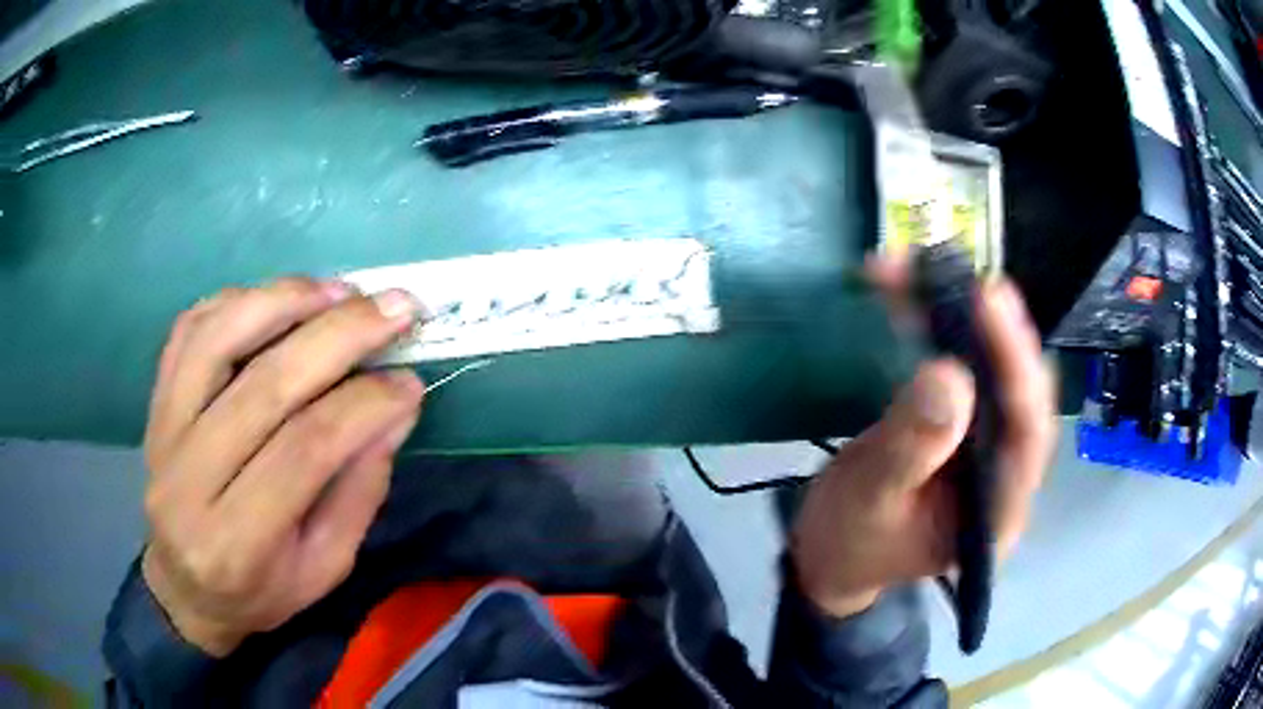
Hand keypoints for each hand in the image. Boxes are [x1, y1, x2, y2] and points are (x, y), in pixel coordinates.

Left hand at [141, 278, 424, 655]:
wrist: (186, 586)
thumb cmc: (261, 590)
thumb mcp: (325, 567)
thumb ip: (359, 491)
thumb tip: (397, 406)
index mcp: (238, 542)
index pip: (304, 452)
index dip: (364, 405)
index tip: (410, 381)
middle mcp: (190, 480)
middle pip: (265, 385)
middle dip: (340, 336)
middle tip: (396, 308)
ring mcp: (164, 431)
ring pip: (219, 338)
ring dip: (285, 300)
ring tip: (340, 291)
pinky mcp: (156, 401)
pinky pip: (190, 329)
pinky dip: (238, 299)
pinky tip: (279, 298)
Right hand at [791, 262, 1055, 617]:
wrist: (830, 555)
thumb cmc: (848, 544)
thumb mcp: (870, 503)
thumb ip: (910, 448)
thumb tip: (948, 374)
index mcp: (997, 511)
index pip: (1028, 432)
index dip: (1016, 364)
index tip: (989, 301)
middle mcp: (1005, 472)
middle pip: (1020, 391)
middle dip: (993, 329)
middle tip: (960, 275)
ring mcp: (987, 446)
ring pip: (993, 368)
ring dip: (959, 316)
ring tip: (922, 269)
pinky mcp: (964, 423)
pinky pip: (962, 364)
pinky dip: (937, 324)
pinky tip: (908, 292)